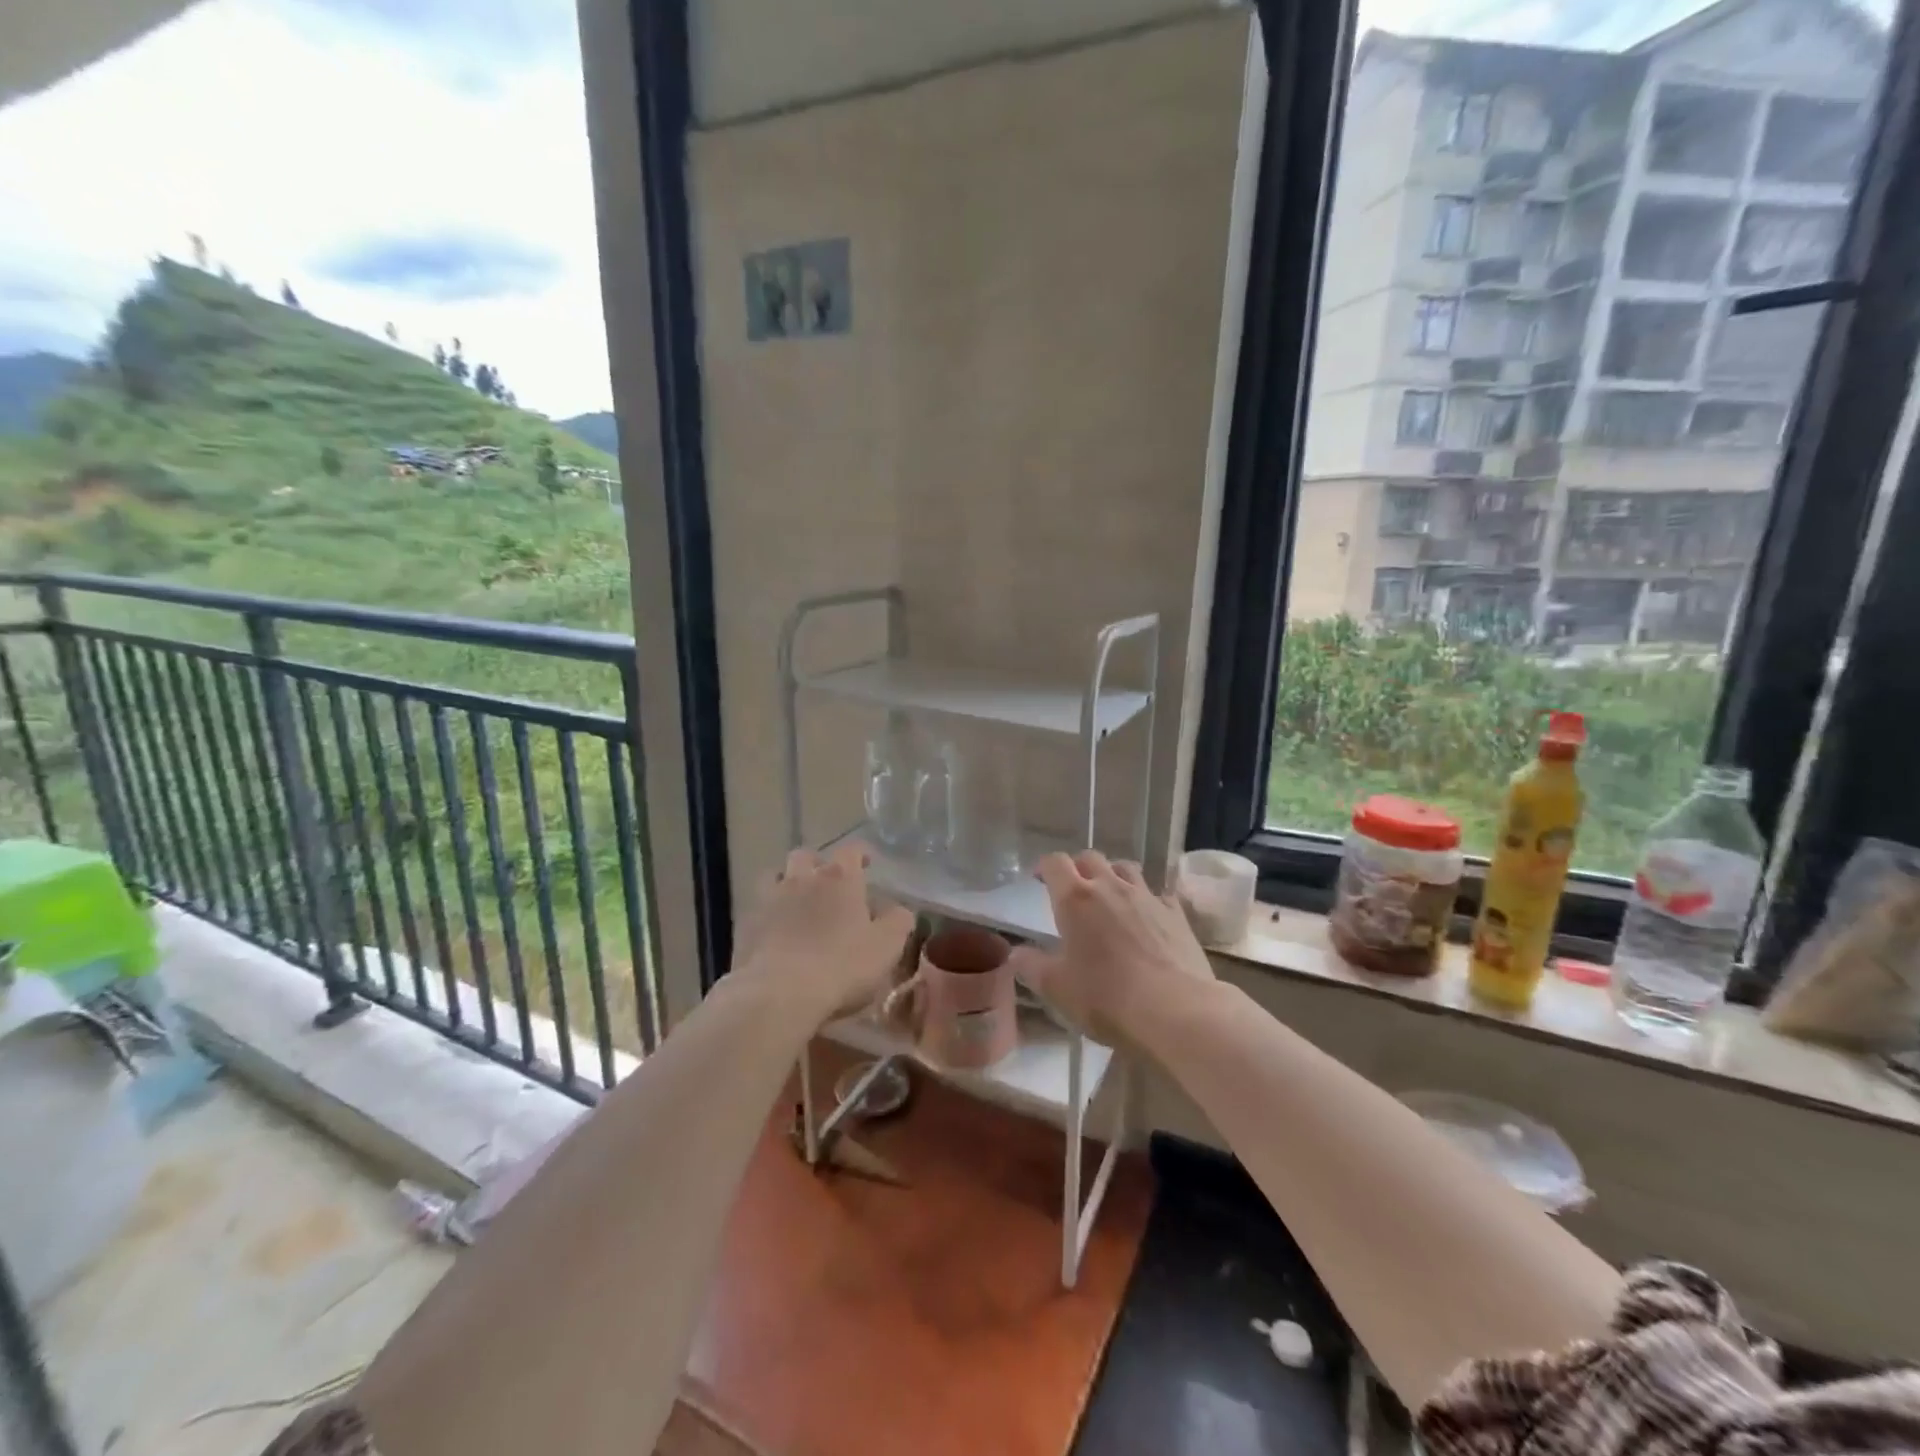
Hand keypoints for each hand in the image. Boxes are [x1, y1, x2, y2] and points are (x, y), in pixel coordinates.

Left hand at [730, 842, 914, 1021]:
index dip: (861, 854)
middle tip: (828, 885)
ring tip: (796, 904)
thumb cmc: (842, 965)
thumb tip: (899, 910)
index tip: (867, 864)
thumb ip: (898, 921)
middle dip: (817, 864)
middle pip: (806, 855)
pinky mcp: (746, 924)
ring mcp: (770, 899)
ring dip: (787, 884)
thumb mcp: (887, 946)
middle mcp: (803, 878)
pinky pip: (757, 908)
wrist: (779, 993)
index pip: (852, 850)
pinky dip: (768, 914)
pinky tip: (775, 933)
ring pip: (776, 876)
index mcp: (840, 878)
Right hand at [1008, 851, 1216, 1044]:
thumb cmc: (1105, 998)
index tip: (1038, 880)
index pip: (1054, 863)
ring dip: (1113, 875)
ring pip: (1126, 868)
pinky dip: (1148, 899)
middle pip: (1090, 858)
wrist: (1175, 1011)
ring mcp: (1147, 897)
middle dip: (1078, 868)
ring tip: (1110, 896)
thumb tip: (1015, 954)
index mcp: (1075, 899)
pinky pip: (1158, 894)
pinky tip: (1148, 917)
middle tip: (1072, 889)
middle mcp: (1110, 887)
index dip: (1044, 867)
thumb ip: (1031, 966)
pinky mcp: (1176, 913)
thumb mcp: (1056, 988)